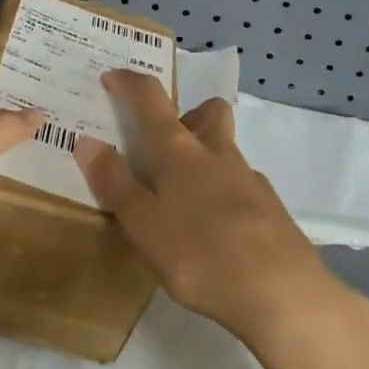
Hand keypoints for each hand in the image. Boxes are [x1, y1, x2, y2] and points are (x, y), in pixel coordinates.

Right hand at [74, 70, 362, 363]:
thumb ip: (115, 183)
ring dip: (205, 157)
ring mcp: (249, 178)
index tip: (112, 78)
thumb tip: (87, 141)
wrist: (281, 291)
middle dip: (188, 114)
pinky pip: (241, 185)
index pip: (151, 99)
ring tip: (184, 198)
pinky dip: (224, 194)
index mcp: (179, 151)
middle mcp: (216, 153)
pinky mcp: (270, 207)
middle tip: (166, 144)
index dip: (130, 83)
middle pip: (208, 112)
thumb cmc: (200, 255)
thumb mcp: (144, 225)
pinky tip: (216, 231)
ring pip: (225, 149)